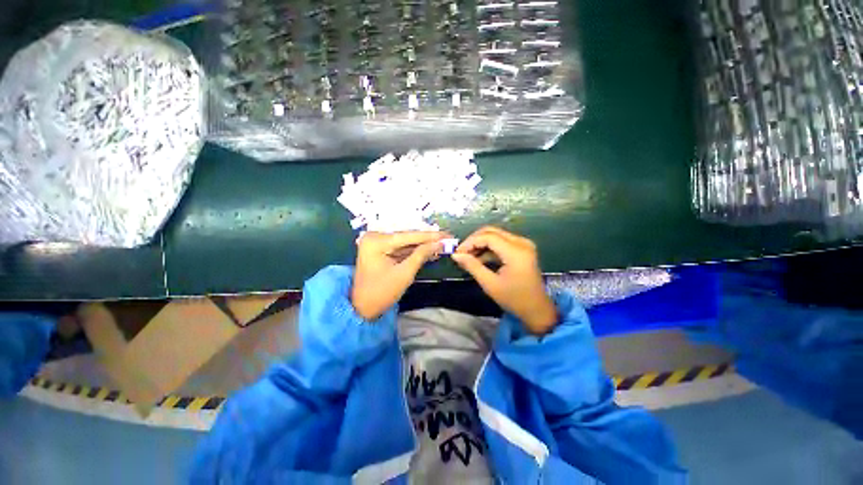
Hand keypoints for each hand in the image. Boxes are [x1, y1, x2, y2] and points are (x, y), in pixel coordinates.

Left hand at [352, 231, 448, 320]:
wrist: (362, 308)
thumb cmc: (381, 293)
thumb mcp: (404, 274)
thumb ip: (421, 255)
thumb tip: (439, 243)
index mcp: (376, 241)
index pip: (408, 236)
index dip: (430, 236)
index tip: (447, 234)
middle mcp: (374, 237)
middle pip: (406, 237)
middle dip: (427, 240)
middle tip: (447, 239)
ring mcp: (376, 243)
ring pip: (405, 242)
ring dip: (422, 245)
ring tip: (441, 245)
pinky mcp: (379, 249)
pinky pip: (400, 248)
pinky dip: (414, 251)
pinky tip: (429, 251)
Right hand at [451, 227, 556, 334]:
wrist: (536, 309)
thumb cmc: (514, 299)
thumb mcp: (490, 284)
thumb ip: (472, 266)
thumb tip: (455, 255)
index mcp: (516, 251)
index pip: (488, 237)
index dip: (470, 242)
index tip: (457, 253)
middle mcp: (521, 242)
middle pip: (492, 232)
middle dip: (474, 240)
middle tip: (461, 253)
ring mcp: (523, 244)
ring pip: (495, 235)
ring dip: (480, 244)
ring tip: (468, 257)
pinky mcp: (522, 249)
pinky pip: (501, 242)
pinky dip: (489, 248)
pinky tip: (479, 259)